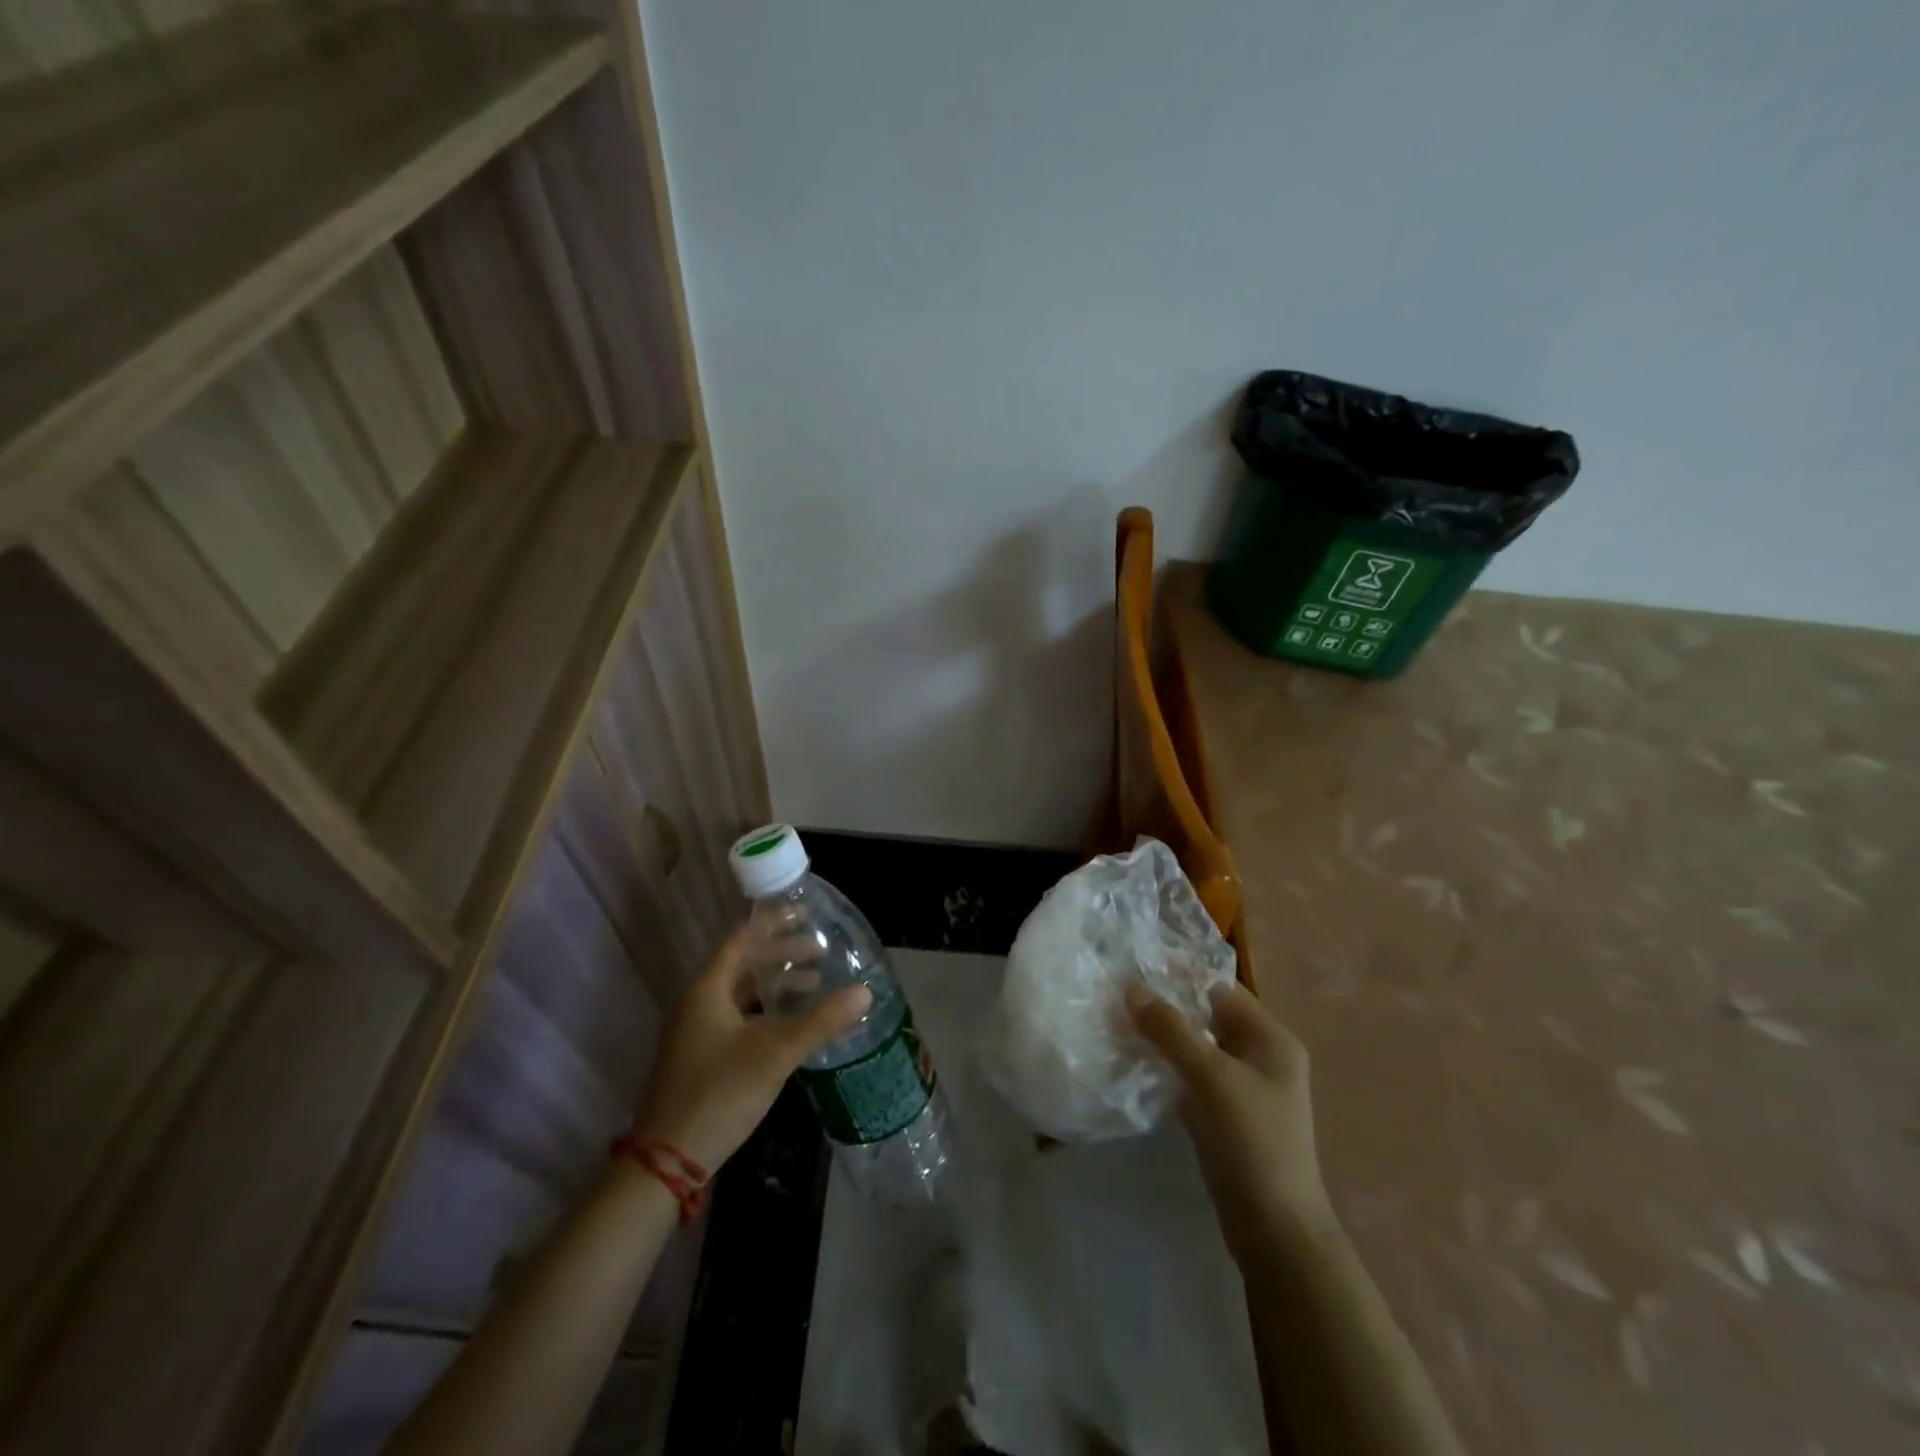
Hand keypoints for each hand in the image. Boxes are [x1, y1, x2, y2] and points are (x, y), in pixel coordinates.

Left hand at [631, 920, 870, 1171]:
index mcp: (708, 990)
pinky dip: (767, 1013)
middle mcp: (699, 1003)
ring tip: (814, 985)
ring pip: (742, 994)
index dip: (773, 923)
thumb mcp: (775, 1055)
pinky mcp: (702, 1057)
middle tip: (820, 953)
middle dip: (782, 955)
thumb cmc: (719, 1094)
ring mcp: (698, 1032)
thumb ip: (820, 1022)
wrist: (666, 1162)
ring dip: (776, 986)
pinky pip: (740, 1018)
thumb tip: (865, 991)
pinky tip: (793, 1026)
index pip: (741, 939)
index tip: (805, 914)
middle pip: (743, 965)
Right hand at [1128, 982, 1334, 1262]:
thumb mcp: (1210, 1077)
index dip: (1180, 976)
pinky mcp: (1225, 1115)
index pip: (1220, 989)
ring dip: (1163, 1038)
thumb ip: (1171, 1029)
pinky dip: (1167, 1068)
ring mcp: (1243, 1088)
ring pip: (1196, 1048)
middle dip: (1166, 1007)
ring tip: (1118, 1025)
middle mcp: (1261, 1056)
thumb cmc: (1251, 1141)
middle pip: (1207, 1017)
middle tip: (1117, 996)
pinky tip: (1134, 1064)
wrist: (1275, 1230)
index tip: (1134, 968)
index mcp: (1271, 1038)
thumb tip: (1131, 988)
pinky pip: (1192, 1077)